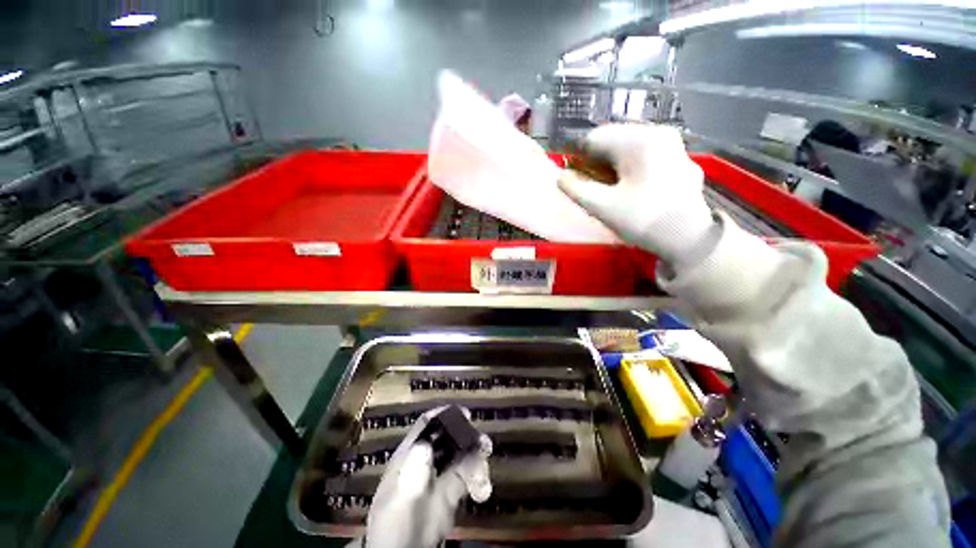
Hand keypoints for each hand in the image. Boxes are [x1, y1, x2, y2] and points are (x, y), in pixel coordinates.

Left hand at [363, 407, 491, 547]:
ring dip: (477, 458)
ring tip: (483, 472)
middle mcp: (427, 460)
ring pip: (463, 455)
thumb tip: (425, 444)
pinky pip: (469, 476)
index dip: (445, 415)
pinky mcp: (451, 493)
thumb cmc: (394, 522)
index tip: (465, 414)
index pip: (427, 425)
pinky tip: (482, 489)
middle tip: (484, 443)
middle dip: (468, 437)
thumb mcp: (400, 495)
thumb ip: (412, 470)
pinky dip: (479, 477)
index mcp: (410, 454)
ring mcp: (440, 476)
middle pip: (450, 437)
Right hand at [558, 124, 718, 268]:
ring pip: (630, 146)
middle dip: (597, 161)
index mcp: (639, 140)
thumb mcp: (602, 206)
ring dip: (613, 164)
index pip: (594, 138)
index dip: (578, 159)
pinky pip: (646, 154)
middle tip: (593, 186)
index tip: (576, 180)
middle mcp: (658, 133)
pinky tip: (632, 186)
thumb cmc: (642, 220)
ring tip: (611, 187)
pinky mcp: (680, 158)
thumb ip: (575, 188)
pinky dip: (631, 166)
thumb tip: (560, 177)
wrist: (688, 238)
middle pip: (613, 139)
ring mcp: (673, 144)